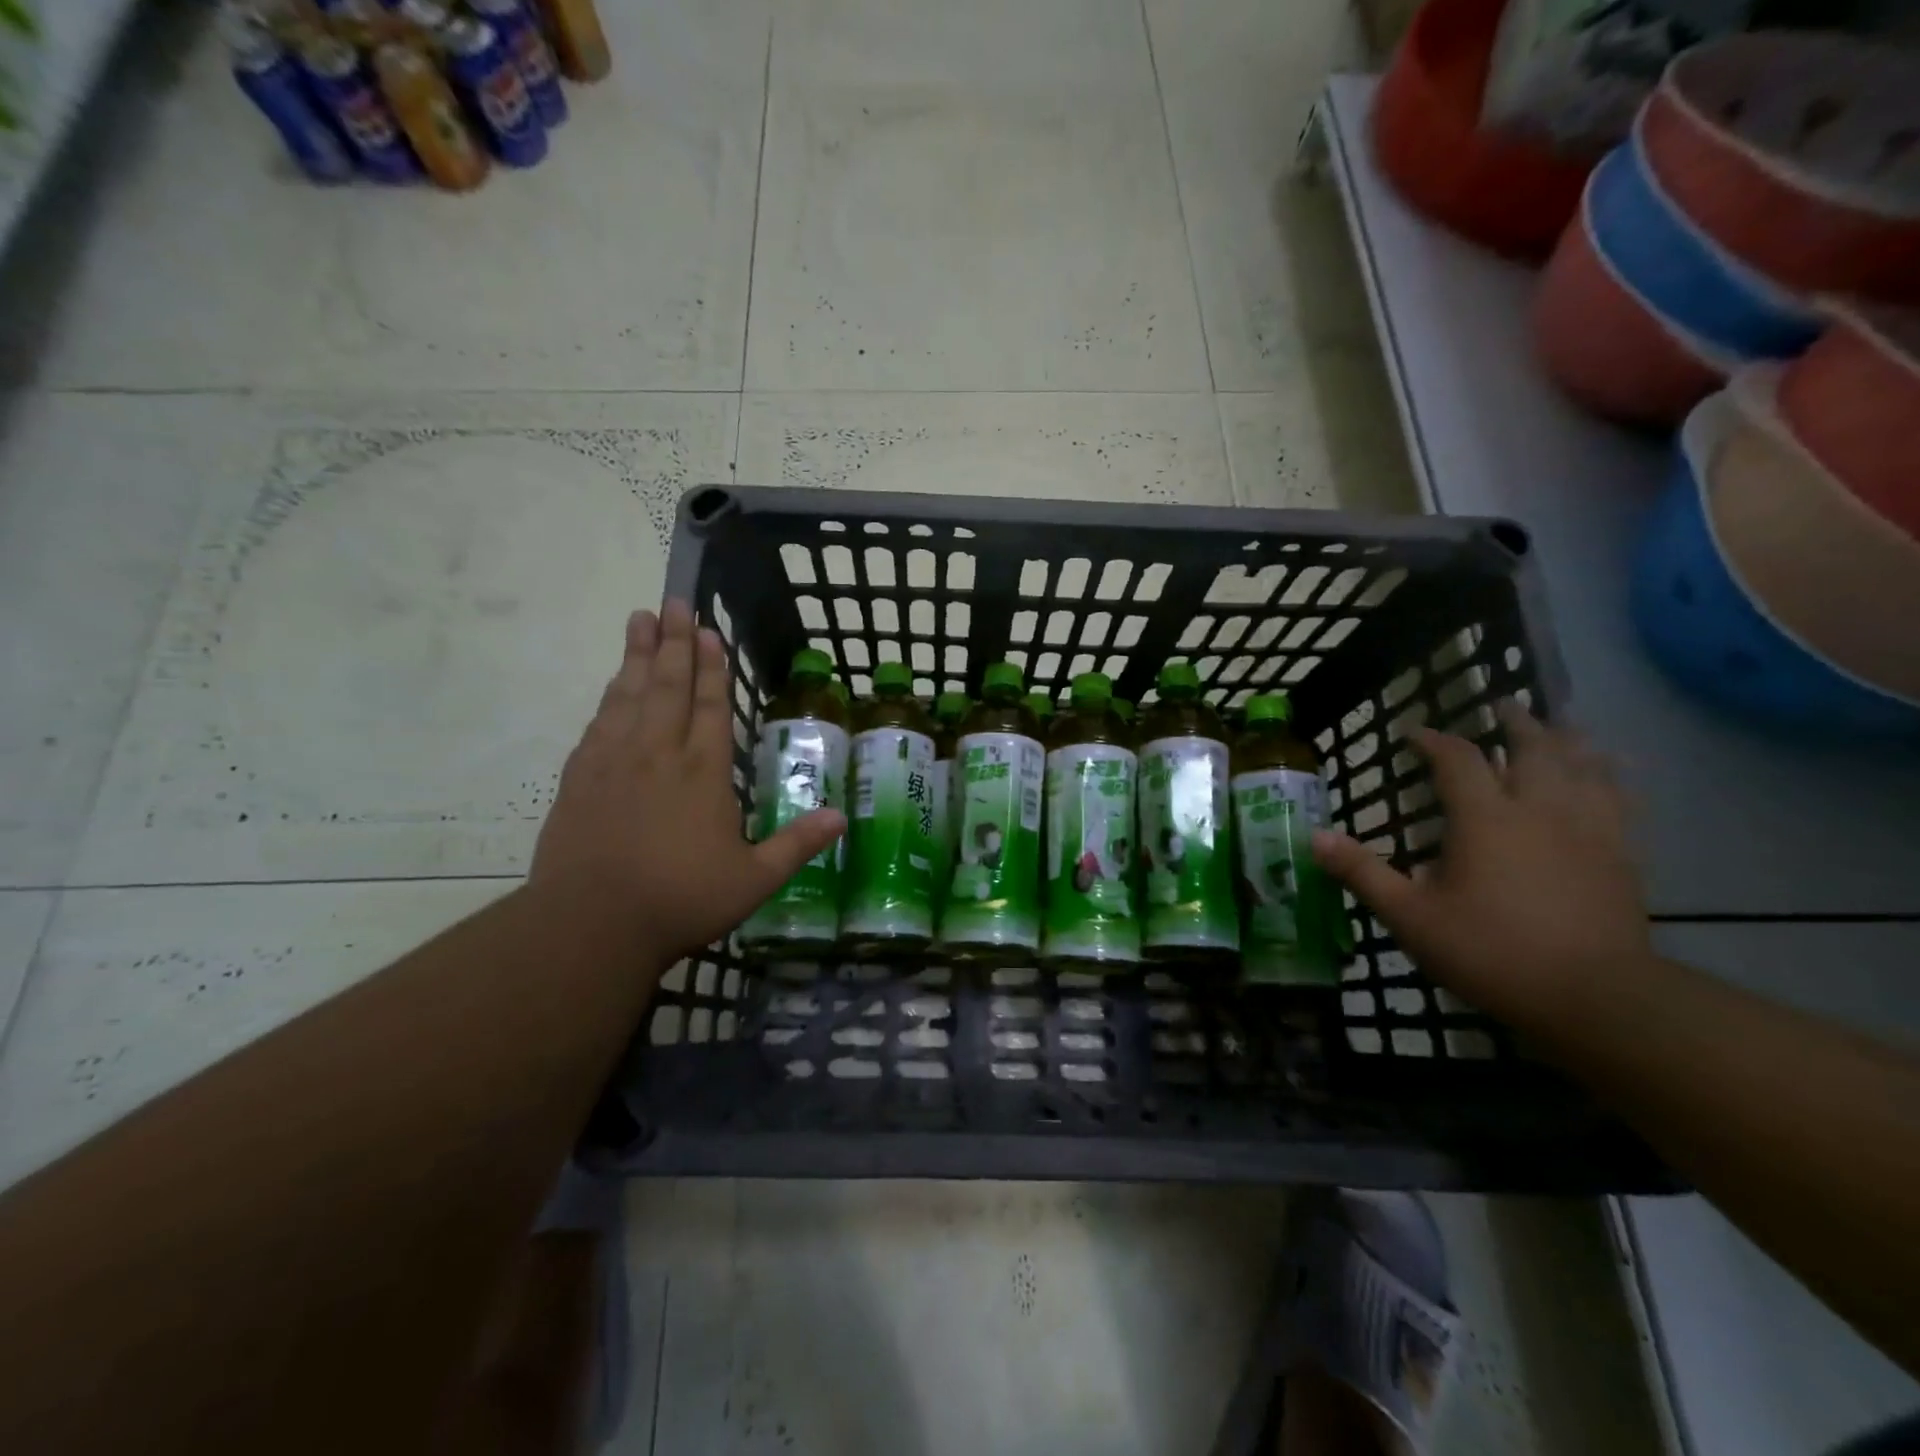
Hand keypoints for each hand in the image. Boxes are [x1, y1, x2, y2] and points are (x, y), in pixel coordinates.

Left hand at [531, 603, 845, 967]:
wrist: (590, 923)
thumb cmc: (680, 899)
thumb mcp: (753, 880)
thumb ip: (797, 845)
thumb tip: (842, 817)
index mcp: (702, 773)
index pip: (710, 707)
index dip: (711, 668)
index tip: (708, 631)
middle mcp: (658, 755)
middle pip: (667, 686)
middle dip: (673, 643)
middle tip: (672, 602)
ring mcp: (614, 762)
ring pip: (629, 695)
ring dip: (638, 655)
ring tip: (641, 620)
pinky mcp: (580, 778)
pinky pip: (599, 722)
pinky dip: (610, 696)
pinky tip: (613, 684)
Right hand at [1311, 702, 1648, 1031]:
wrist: (1595, 998)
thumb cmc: (1491, 951)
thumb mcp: (1410, 916)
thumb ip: (1363, 872)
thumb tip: (1315, 835)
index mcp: (1486, 819)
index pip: (1458, 759)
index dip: (1433, 740)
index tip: (1413, 732)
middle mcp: (1540, 810)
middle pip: (1534, 749)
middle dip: (1515, 722)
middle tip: (1502, 704)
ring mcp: (1589, 831)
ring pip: (1585, 767)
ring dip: (1568, 741)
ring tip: (1560, 726)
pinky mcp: (1622, 857)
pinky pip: (1620, 801)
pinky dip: (1611, 778)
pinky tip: (1610, 778)